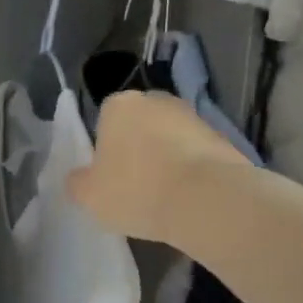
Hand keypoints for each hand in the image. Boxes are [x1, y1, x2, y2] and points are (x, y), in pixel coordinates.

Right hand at [67, 90, 249, 245]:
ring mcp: (194, 117)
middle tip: (134, 185)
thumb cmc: (137, 190)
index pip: (104, 120)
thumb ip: (77, 182)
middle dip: (137, 149)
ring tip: (164, 198)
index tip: (108, 176)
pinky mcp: (224, 139)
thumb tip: (79, 178)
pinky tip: (189, 199)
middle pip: (139, 125)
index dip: (104, 149)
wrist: (210, 201)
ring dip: (166, 160)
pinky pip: (196, 155)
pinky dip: (191, 172)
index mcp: (119, 105)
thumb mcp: (89, 195)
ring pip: (169, 139)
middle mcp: (156, 101)